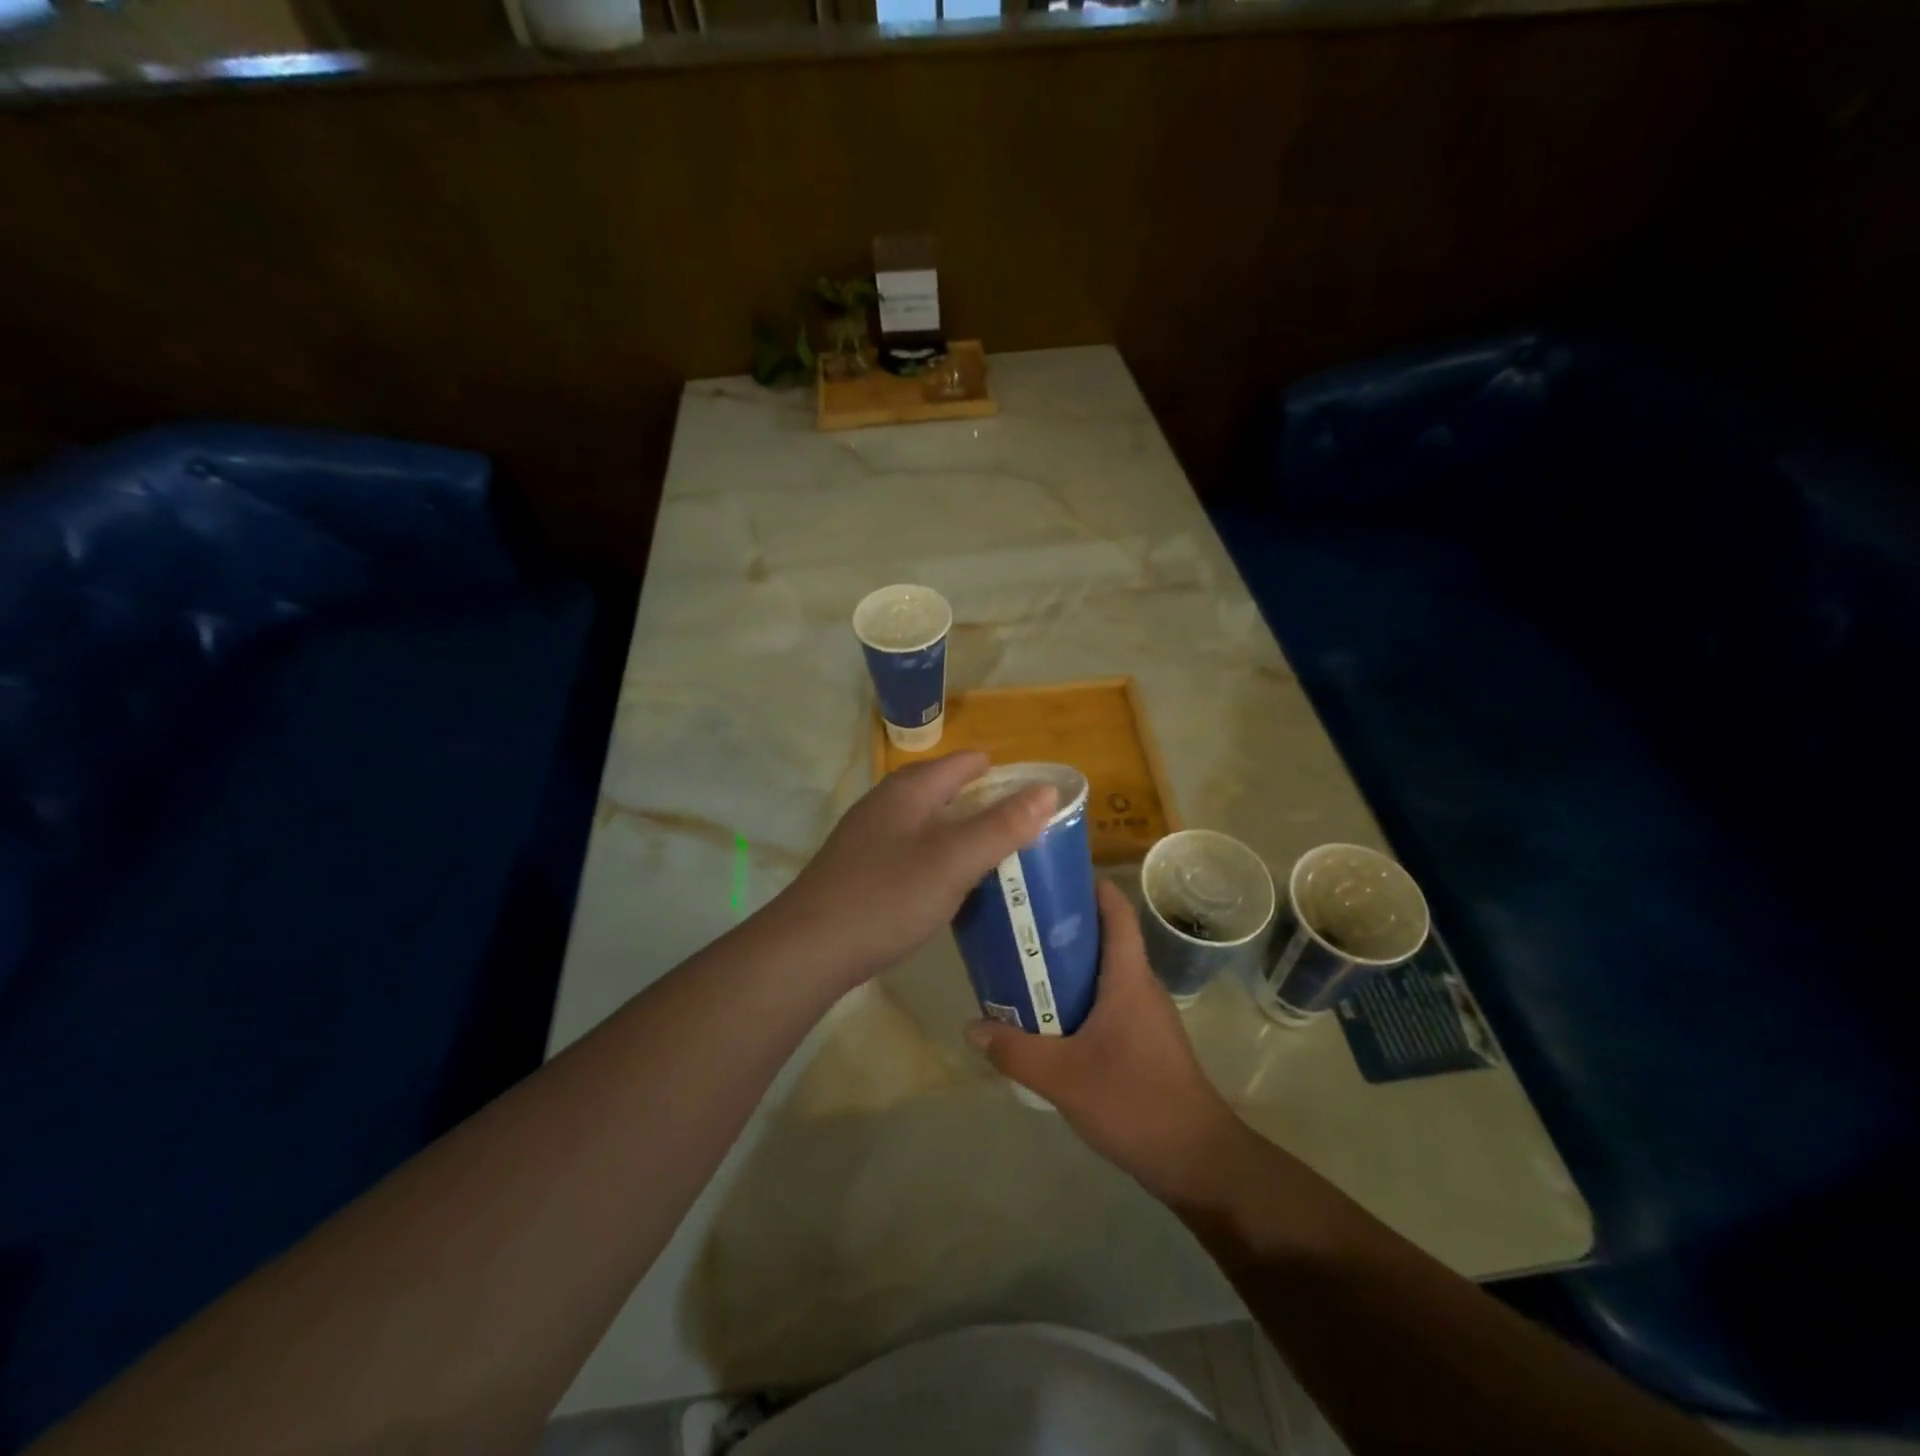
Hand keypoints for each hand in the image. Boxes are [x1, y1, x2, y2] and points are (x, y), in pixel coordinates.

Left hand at [772, 751, 1056, 991]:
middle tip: (1024, 828)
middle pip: (943, 789)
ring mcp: (868, 837)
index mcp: (909, 791)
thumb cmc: (886, 897)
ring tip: (995, 854)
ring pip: (926, 821)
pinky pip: (912, 850)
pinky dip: (938, 856)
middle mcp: (886, 804)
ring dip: (960, 831)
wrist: (808, 949)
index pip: (964, 763)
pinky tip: (949, 882)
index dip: (1002, 773)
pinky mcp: (860, 869)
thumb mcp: (953, 861)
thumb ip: (1001, 825)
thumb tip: (1047, 789)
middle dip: (983, 802)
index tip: (1037, 793)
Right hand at [966, 878, 1252, 1203]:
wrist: (1195, 1160)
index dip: (1089, 885)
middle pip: (1102, 938)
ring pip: (1101, 973)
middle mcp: (1139, 986)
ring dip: (1065, 966)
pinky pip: (1104, 1002)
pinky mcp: (1142, 1041)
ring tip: (1021, 967)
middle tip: (1016, 924)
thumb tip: (971, 1026)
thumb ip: (1014, 1051)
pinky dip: (1075, 998)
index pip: (1116, 911)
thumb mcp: (1064, 1077)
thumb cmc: (1135, 1101)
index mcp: (1128, 977)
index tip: (1050, 876)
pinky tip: (1045, 1019)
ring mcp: (1144, 1015)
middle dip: (1061, 926)